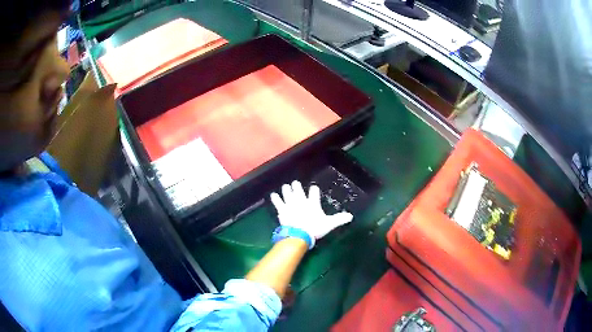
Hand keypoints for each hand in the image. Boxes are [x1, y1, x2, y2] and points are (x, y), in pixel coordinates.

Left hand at [270, 180, 353, 240]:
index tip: (314, 188)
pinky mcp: (282, 210)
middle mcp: (301, 201)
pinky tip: (273, 195)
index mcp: (312, 203)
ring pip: (288, 194)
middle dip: (297, 186)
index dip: (314, 190)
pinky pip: (278, 202)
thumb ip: (339, 219)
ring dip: (287, 190)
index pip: (314, 192)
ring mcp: (290, 204)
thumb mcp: (329, 224)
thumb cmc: (314, 229)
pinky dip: (275, 198)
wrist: (299, 234)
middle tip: (295, 183)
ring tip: (285, 186)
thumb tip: (351, 216)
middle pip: (298, 190)